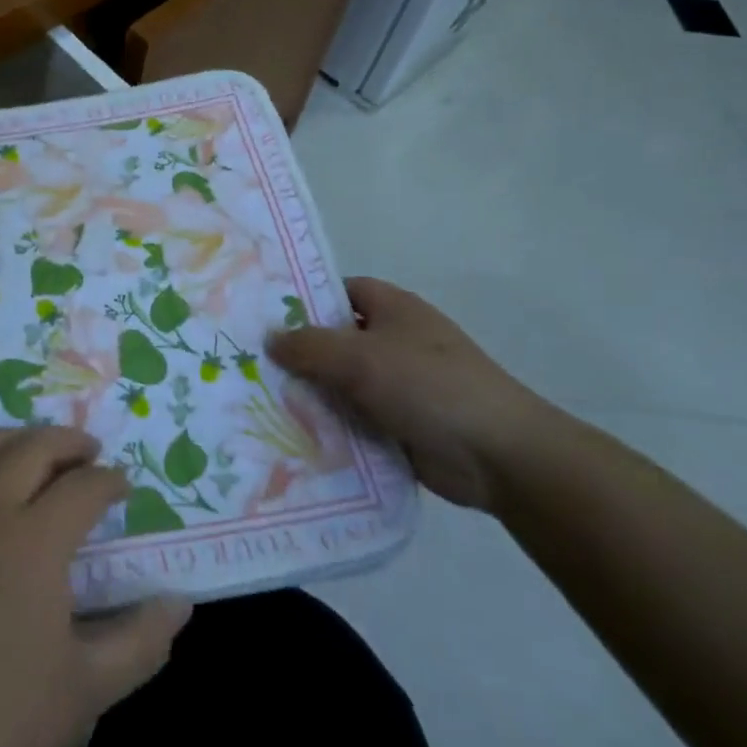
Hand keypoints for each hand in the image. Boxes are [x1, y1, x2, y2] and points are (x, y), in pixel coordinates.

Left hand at [0, 427, 190, 746]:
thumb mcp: (85, 690)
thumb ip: (140, 641)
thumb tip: (179, 604)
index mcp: (34, 539)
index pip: (84, 487)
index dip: (110, 481)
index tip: (123, 489)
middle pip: (33, 447)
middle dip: (69, 442)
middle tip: (89, 454)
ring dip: (17, 440)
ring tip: (36, 453)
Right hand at [267, 276, 548, 509]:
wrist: (498, 455)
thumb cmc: (427, 386)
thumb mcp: (359, 357)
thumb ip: (308, 345)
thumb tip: (269, 338)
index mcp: (392, 308)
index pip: (338, 292)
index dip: (303, 300)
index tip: (262, 318)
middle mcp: (394, 341)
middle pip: (335, 341)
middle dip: (298, 355)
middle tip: (249, 366)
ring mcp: (399, 385)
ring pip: (342, 384)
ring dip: (311, 396)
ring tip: (258, 404)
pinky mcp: (401, 425)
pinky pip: (355, 420)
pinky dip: (331, 428)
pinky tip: (292, 438)